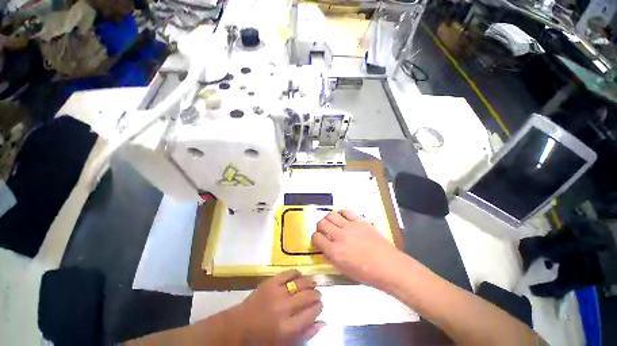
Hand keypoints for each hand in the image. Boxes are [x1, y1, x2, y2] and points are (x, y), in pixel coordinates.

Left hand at [230, 270, 323, 343]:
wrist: (239, 326)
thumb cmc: (263, 338)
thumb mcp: (285, 343)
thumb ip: (306, 333)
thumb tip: (324, 321)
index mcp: (288, 328)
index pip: (312, 312)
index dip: (319, 307)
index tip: (320, 304)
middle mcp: (284, 308)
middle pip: (308, 296)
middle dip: (316, 294)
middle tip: (317, 294)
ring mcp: (277, 292)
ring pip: (301, 282)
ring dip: (310, 282)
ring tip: (312, 283)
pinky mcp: (270, 282)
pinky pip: (288, 273)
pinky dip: (296, 273)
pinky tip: (299, 275)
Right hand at [312, 210, 405, 287]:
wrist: (387, 266)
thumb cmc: (366, 273)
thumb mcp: (344, 270)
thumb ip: (331, 257)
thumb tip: (324, 247)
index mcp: (335, 252)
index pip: (316, 238)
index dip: (315, 238)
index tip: (318, 239)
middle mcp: (340, 237)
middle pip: (322, 223)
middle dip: (320, 226)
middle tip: (323, 230)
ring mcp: (350, 227)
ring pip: (331, 215)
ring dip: (328, 218)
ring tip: (332, 223)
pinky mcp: (360, 221)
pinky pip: (346, 212)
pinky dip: (341, 213)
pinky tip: (342, 217)